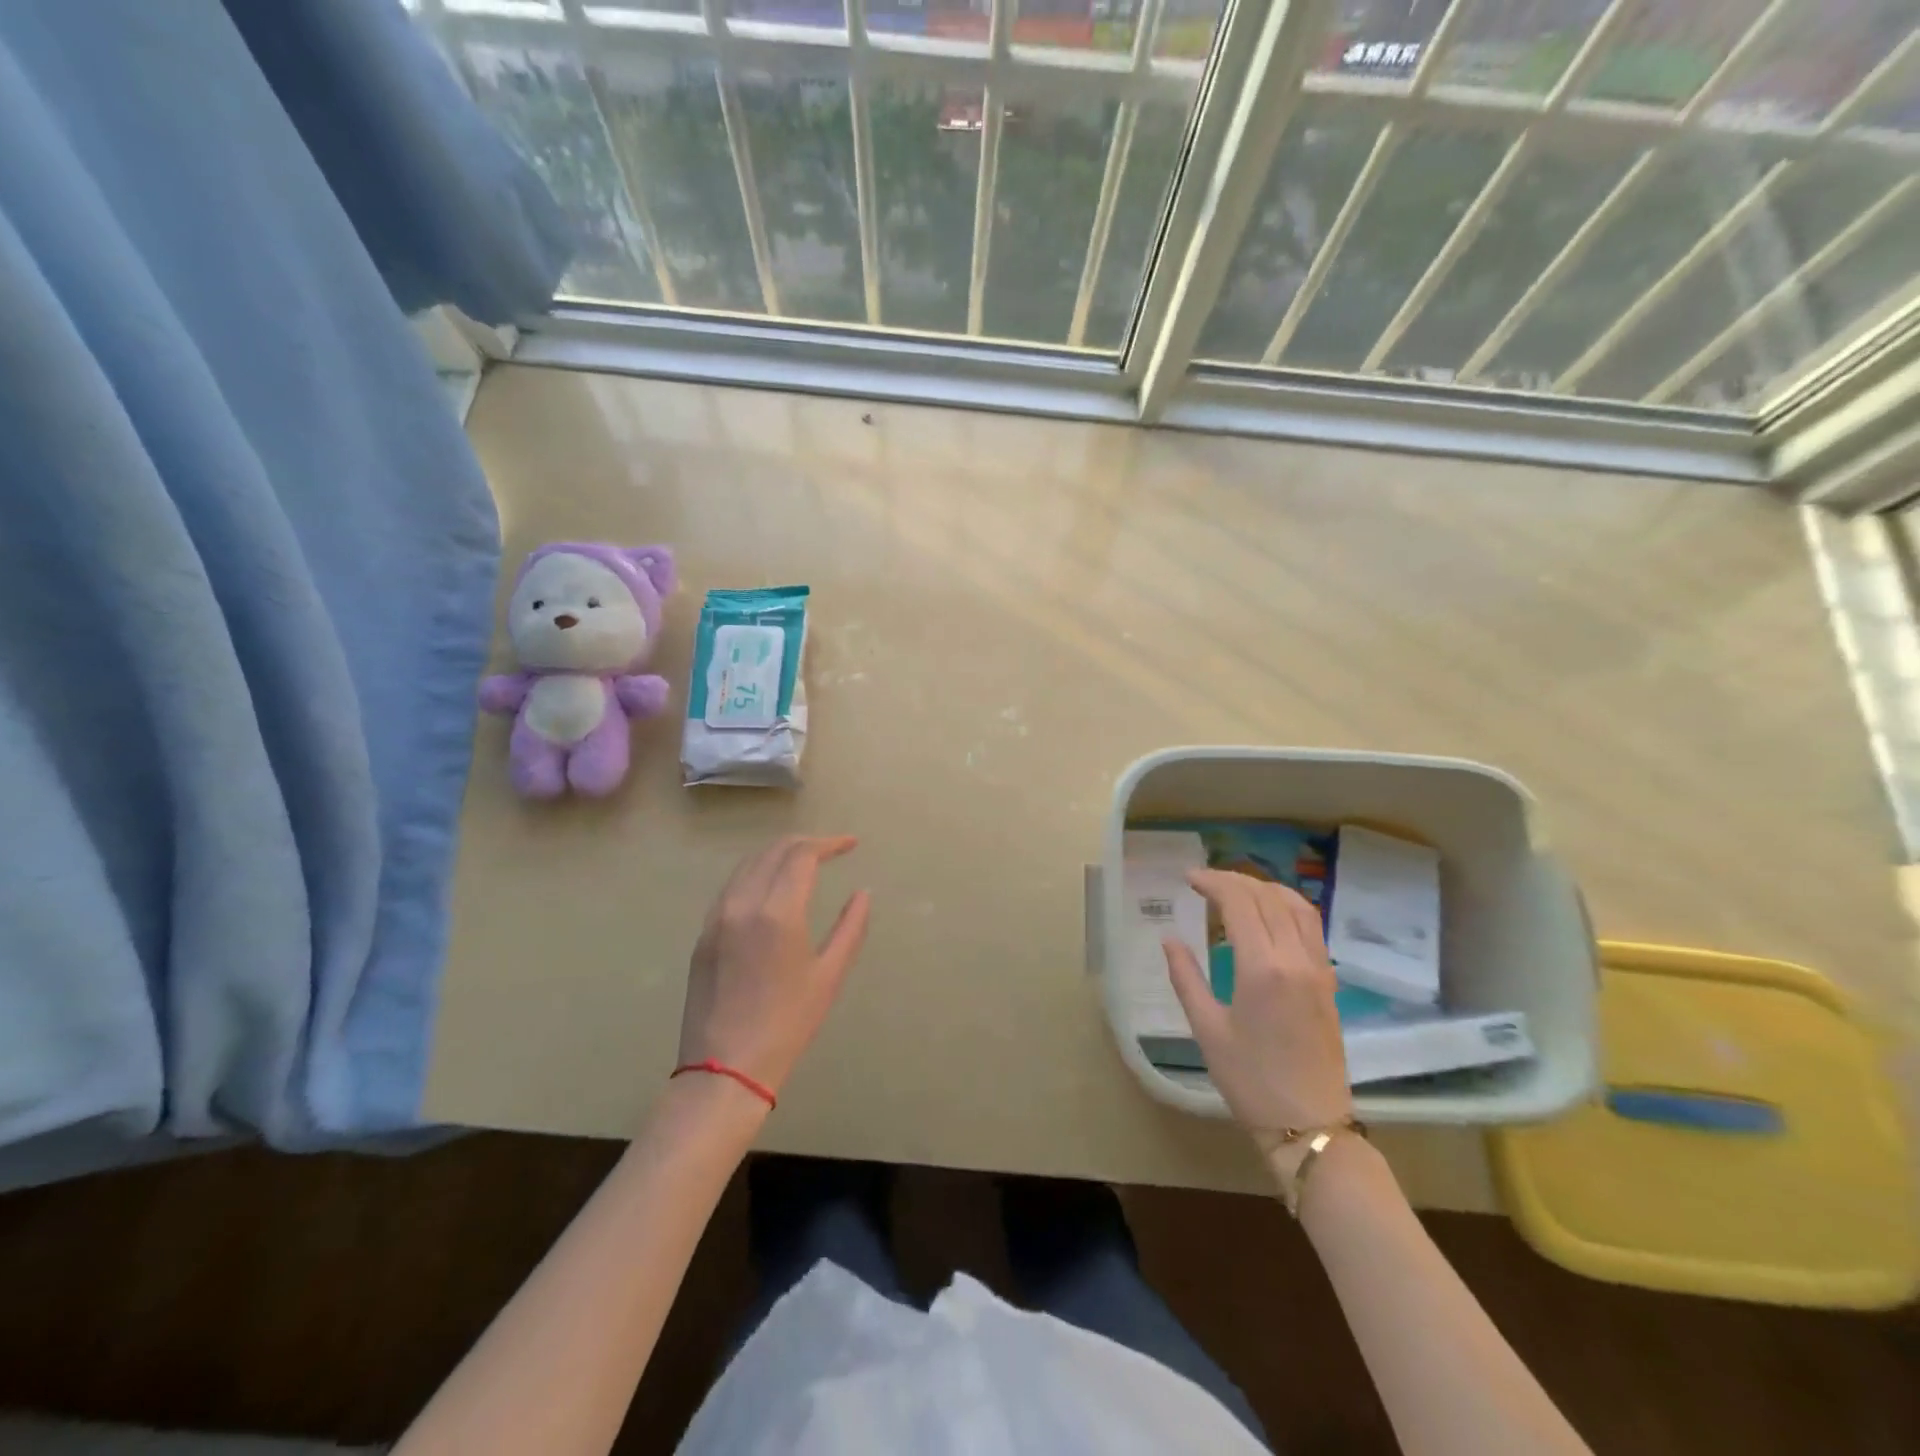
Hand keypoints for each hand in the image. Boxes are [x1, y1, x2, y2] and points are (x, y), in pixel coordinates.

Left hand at [678, 836, 871, 1100]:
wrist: (724, 1069)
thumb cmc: (787, 1024)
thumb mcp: (829, 976)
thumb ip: (850, 928)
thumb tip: (862, 894)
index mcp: (777, 912)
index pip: (801, 855)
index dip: (829, 843)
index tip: (851, 845)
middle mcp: (742, 903)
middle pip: (773, 851)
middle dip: (805, 843)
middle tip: (831, 849)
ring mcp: (717, 917)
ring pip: (748, 864)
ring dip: (778, 854)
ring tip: (804, 861)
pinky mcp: (703, 933)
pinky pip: (732, 886)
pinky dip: (756, 873)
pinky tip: (771, 887)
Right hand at [1163, 869, 1352, 1159]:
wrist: (1309, 1123)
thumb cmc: (1250, 1080)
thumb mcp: (1207, 1029)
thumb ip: (1186, 977)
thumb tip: (1169, 939)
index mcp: (1262, 968)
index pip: (1239, 902)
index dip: (1212, 882)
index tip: (1188, 878)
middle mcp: (1295, 958)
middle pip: (1266, 897)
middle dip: (1233, 880)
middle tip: (1203, 881)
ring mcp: (1318, 968)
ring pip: (1295, 905)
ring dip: (1263, 887)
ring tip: (1236, 888)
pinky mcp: (1328, 981)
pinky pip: (1312, 926)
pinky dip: (1288, 905)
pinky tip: (1269, 913)